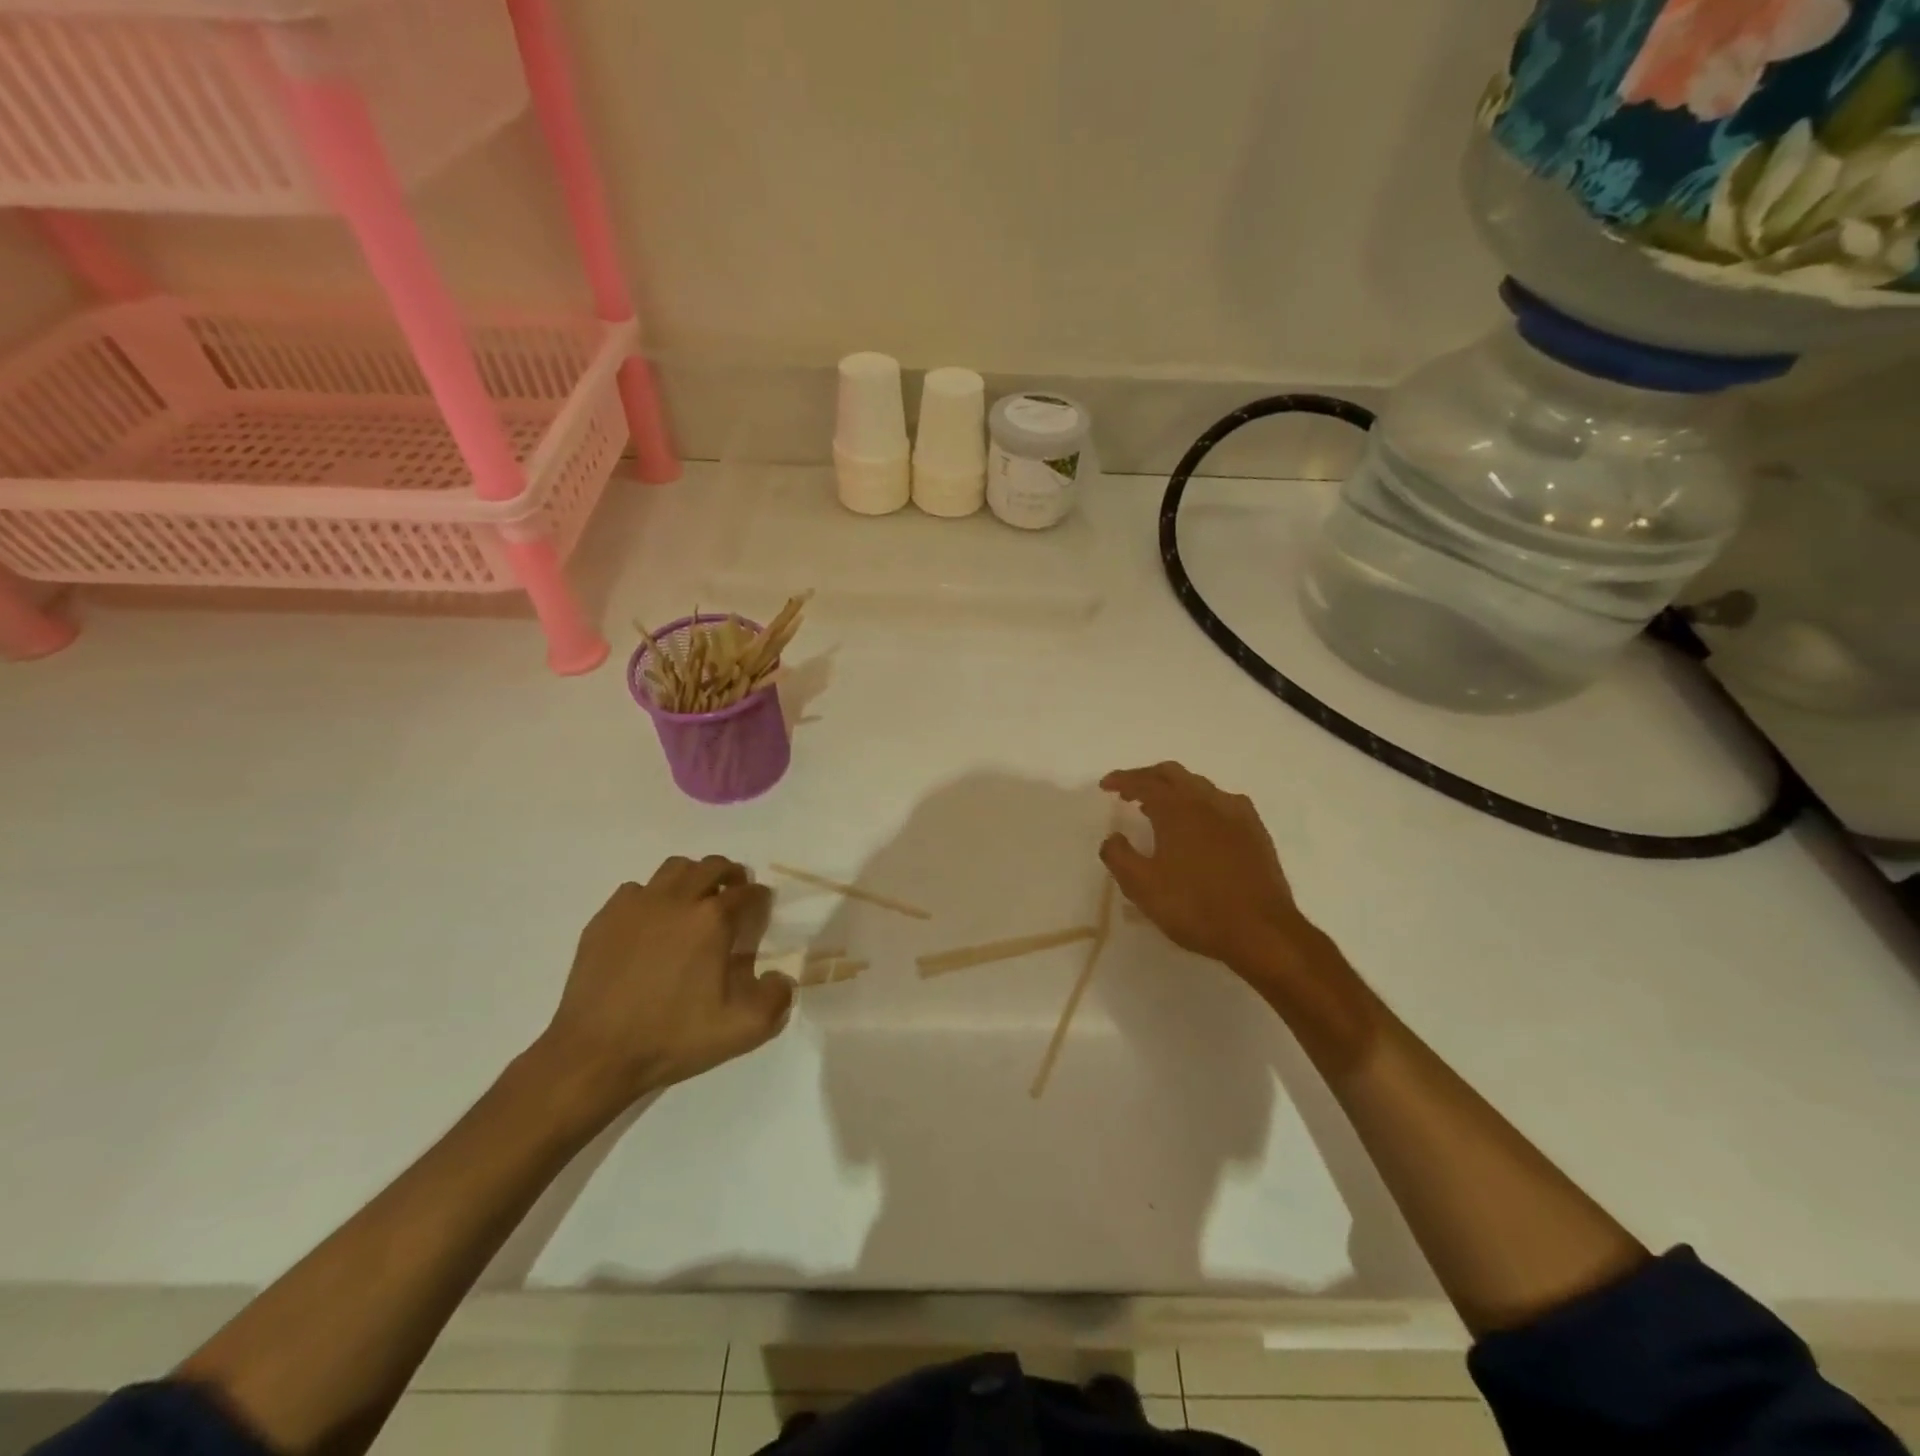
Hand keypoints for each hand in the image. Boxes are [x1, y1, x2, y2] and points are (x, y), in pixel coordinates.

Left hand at [534, 856, 793, 1121]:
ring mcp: (636, 905)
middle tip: (734, 898)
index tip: (760, 914)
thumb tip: (781, 977)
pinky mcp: (605, 918)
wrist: (595, 1055)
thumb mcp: (743, 1029)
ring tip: (695, 903)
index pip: (748, 892)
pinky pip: (636, 891)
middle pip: (713, 866)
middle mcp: (677, 899)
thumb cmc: (673, 1038)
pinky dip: (652, 898)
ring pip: (674, 869)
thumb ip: (776, 997)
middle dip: (731, 877)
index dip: (760, 900)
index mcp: (713, 919)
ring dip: (693, 879)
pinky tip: (652, 924)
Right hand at [1100, 763, 1377, 1071]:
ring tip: (1160, 808)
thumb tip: (1113, 837)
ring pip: (1200, 785)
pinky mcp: (1256, 831)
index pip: (1144, 783)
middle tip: (1129, 792)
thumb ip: (1119, 856)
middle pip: (1173, 774)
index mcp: (1177, 809)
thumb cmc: (1195, 907)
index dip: (1122, 780)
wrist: (1262, 931)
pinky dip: (1201, 803)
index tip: (1105, 786)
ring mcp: (1237, 814)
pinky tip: (1201, 823)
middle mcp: (1207, 801)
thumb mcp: (1142, 887)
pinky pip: (1223, 802)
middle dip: (1148, 777)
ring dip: (1174, 789)